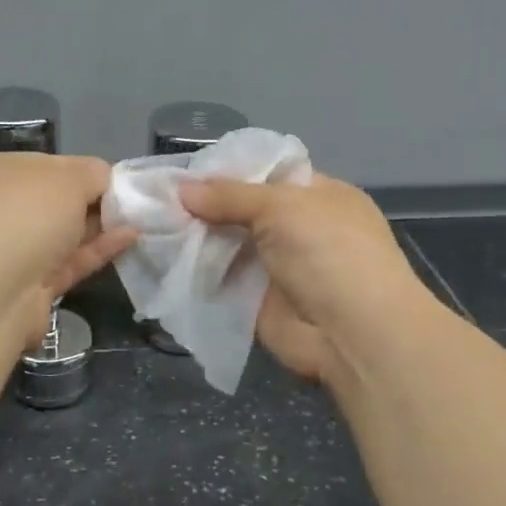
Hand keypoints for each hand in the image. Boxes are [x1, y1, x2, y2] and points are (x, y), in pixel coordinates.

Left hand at [0, 152, 135, 344]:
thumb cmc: (25, 215)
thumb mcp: (68, 178)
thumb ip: (93, 173)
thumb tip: (104, 180)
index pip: (45, 165)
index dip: (82, 171)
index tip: (116, 180)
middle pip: (53, 201)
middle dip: (92, 201)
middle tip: (135, 202)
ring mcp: (8, 251)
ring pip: (61, 235)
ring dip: (99, 227)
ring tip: (142, 220)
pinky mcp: (27, 287)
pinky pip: (68, 262)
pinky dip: (97, 251)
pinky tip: (130, 239)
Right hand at [178, 172, 428, 385]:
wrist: (353, 333)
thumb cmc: (328, 252)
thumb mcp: (281, 206)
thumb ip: (229, 196)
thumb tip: (181, 189)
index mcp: (317, 195)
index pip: (267, 173)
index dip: (227, 172)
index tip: (184, 175)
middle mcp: (298, 229)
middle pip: (242, 210)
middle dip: (205, 207)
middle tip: (158, 202)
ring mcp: (278, 266)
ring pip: (229, 245)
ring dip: (196, 240)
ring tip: (152, 228)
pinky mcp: (258, 301)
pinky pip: (221, 280)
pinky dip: (196, 273)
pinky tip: (163, 261)